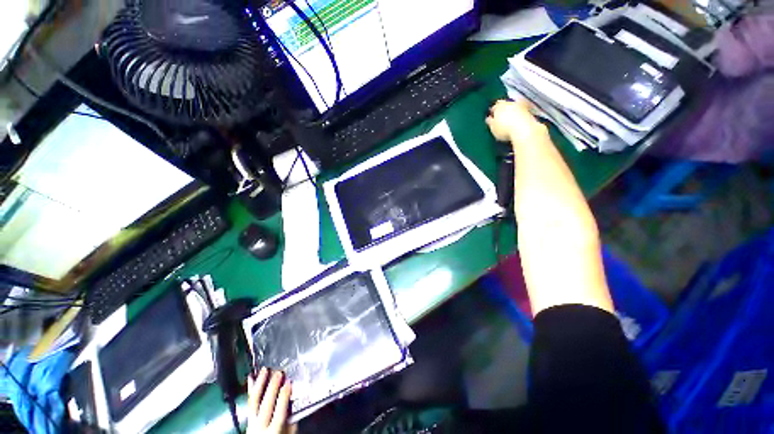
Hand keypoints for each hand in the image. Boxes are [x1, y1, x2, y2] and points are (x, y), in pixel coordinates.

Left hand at [247, 368, 295, 433]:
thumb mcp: (288, 433)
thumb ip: (291, 421)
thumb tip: (294, 403)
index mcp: (273, 431)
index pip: (279, 412)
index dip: (283, 397)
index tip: (288, 383)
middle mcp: (260, 427)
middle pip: (265, 406)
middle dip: (272, 388)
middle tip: (278, 373)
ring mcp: (251, 423)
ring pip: (254, 402)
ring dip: (259, 384)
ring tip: (264, 371)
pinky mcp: (248, 419)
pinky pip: (249, 402)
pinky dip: (250, 389)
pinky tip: (251, 378)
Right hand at [486, 99, 546, 144]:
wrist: (524, 130)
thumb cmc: (505, 129)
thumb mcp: (493, 128)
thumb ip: (490, 122)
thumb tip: (488, 119)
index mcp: (499, 105)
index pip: (495, 106)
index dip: (493, 111)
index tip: (491, 117)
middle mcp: (511, 102)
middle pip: (506, 104)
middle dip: (503, 110)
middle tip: (501, 118)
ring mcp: (522, 106)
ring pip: (515, 108)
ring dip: (512, 112)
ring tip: (509, 121)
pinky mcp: (530, 112)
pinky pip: (522, 113)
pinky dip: (519, 116)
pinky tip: (517, 123)